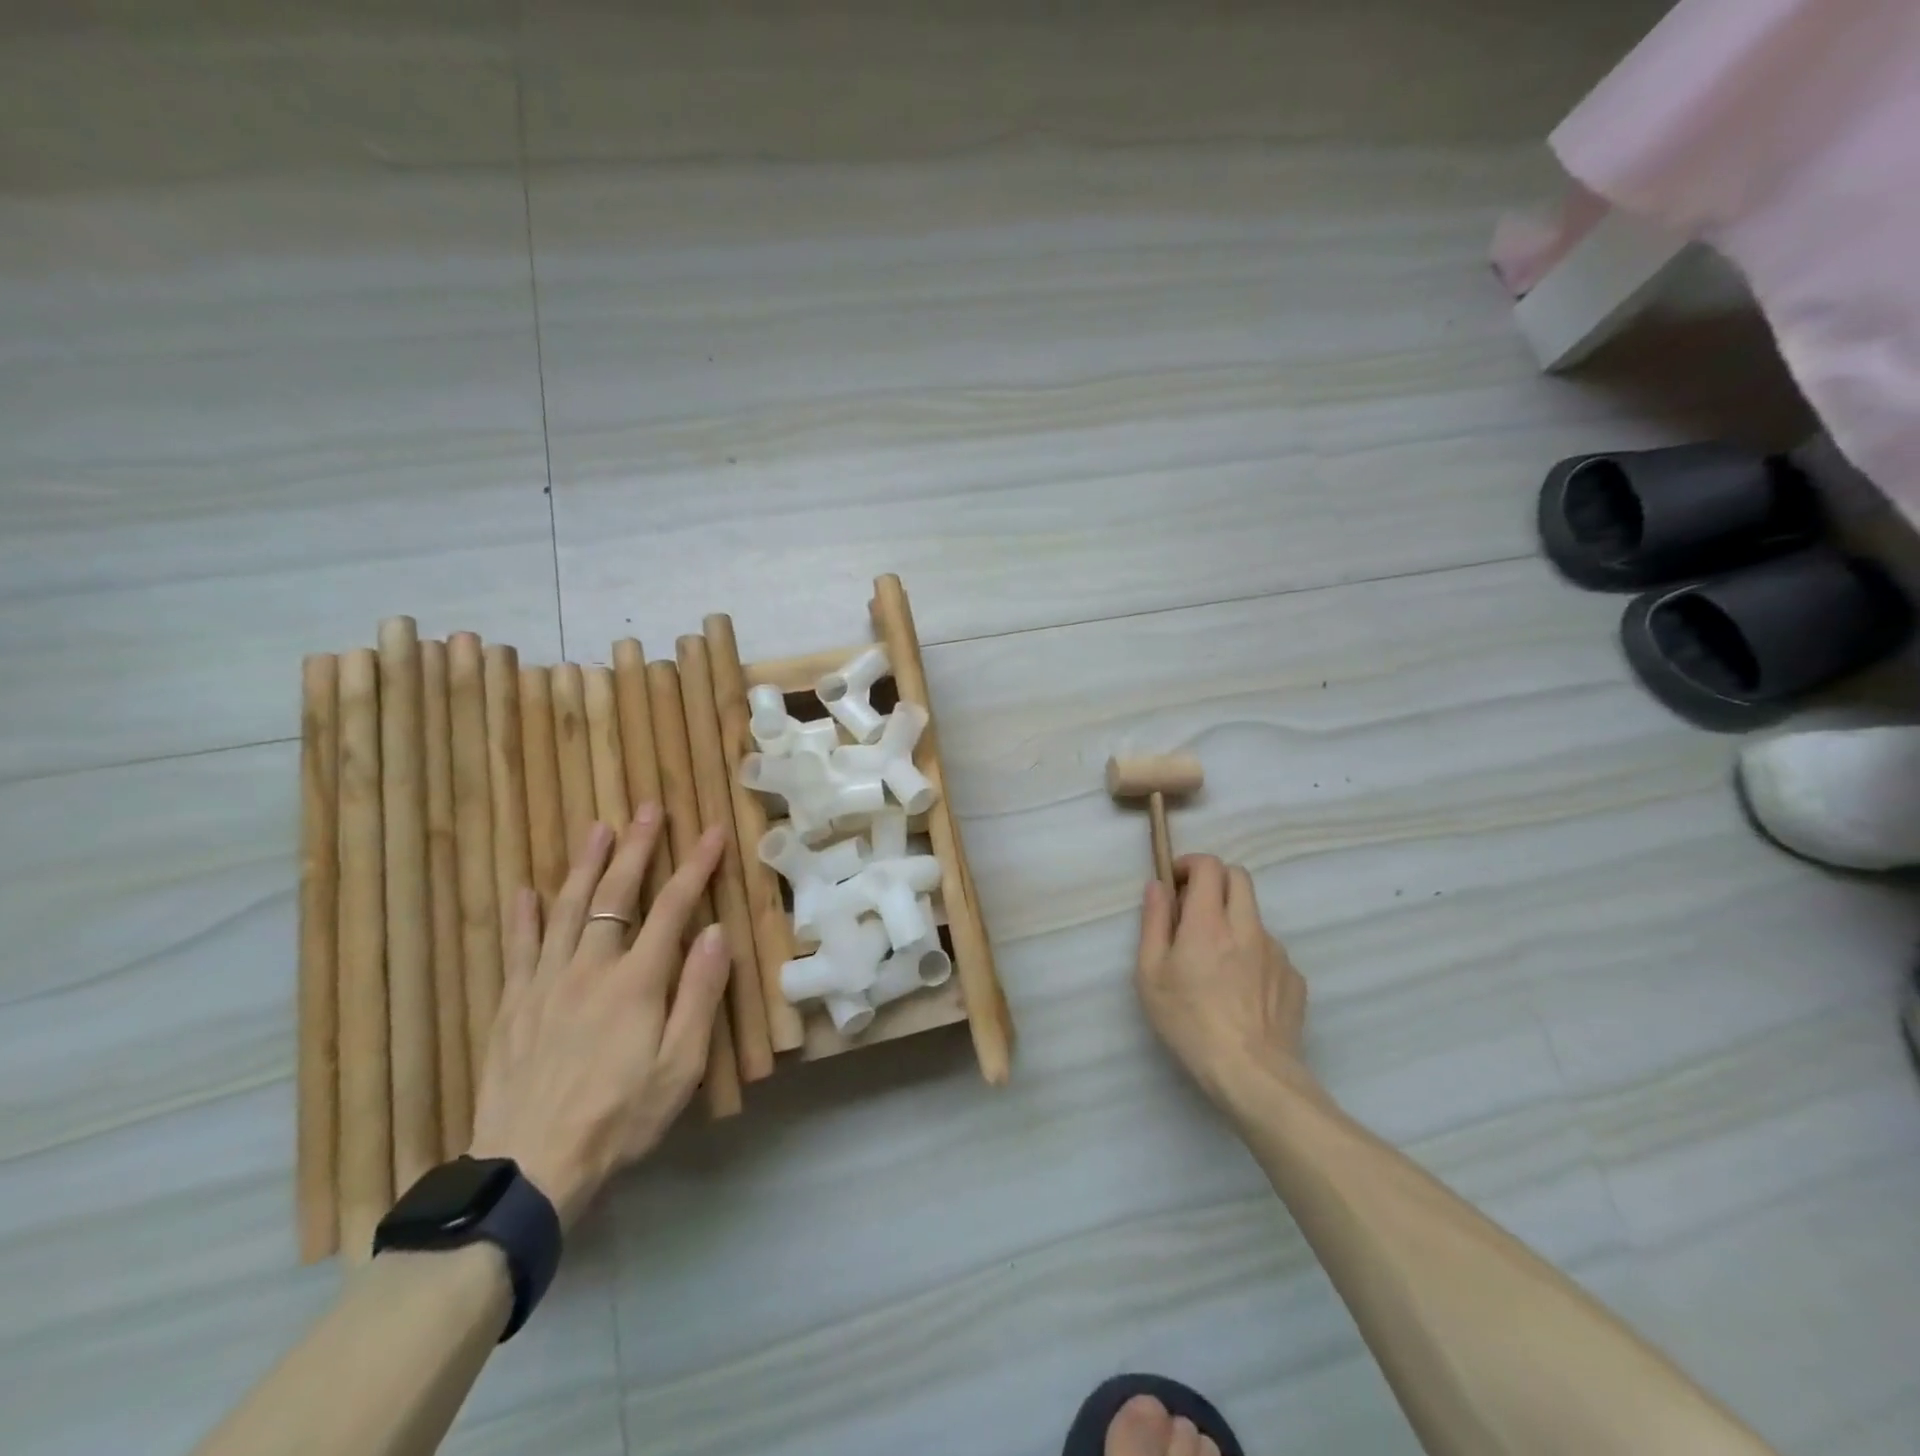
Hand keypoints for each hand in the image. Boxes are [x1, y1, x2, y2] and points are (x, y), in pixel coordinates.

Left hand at [469, 805, 727, 1227]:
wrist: (529, 1169)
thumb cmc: (620, 1118)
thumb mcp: (680, 1066)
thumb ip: (699, 994)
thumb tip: (714, 932)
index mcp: (636, 982)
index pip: (673, 908)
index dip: (696, 866)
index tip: (713, 831)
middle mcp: (589, 969)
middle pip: (615, 895)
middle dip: (636, 848)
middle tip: (648, 809)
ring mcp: (544, 984)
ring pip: (566, 910)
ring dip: (584, 865)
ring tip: (597, 828)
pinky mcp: (512, 1007)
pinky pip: (519, 950)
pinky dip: (524, 917)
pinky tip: (526, 892)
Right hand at [1135, 855, 1308, 1107]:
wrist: (1252, 1074)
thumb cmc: (1189, 1022)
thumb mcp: (1151, 973)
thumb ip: (1153, 922)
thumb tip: (1158, 887)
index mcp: (1209, 921)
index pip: (1209, 866)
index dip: (1190, 864)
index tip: (1175, 884)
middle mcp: (1247, 926)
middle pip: (1238, 877)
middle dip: (1214, 882)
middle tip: (1194, 912)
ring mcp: (1276, 952)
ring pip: (1254, 916)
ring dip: (1233, 921)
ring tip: (1215, 963)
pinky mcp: (1294, 978)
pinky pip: (1270, 951)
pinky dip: (1251, 954)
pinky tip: (1240, 990)